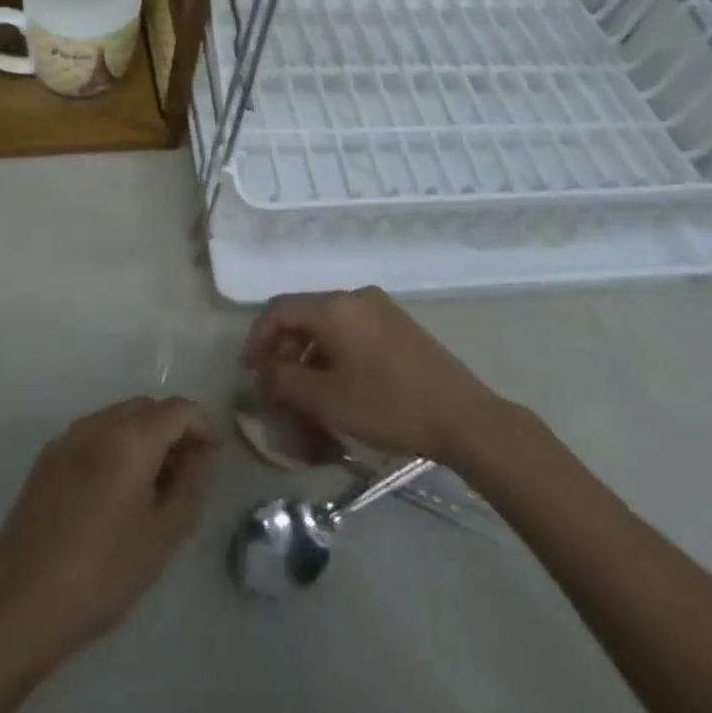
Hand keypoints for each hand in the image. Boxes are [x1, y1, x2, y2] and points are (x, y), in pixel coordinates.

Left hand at [0, 397, 214, 661]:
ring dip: (143, 437)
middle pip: (147, 407)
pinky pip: (93, 435)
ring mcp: (67, 438)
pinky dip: (114, 446)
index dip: (202, 427)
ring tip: (150, 487)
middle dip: (172, 430)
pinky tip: (113, 493)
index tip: (211, 461)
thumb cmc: (102, 573)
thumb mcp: (162, 535)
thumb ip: (190, 484)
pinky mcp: (46, 458)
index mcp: (130, 437)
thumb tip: (201, 453)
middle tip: (184, 475)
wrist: (19, 605)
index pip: (178, 409)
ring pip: (118, 418)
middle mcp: (98, 424)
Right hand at [240, 287, 509, 466]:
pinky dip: (333, 348)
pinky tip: (338, 380)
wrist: (462, 417)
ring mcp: (380, 307)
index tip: (249, 371)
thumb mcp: (326, 400)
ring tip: (305, 387)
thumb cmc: (387, 406)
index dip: (257, 338)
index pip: (278, 309)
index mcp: (334, 307)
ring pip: (328, 321)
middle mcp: (355, 296)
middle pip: (303, 312)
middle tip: (275, 382)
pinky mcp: (398, 323)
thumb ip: (283, 380)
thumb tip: (263, 369)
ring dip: (308, 350)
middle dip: (282, 346)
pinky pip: (351, 327)